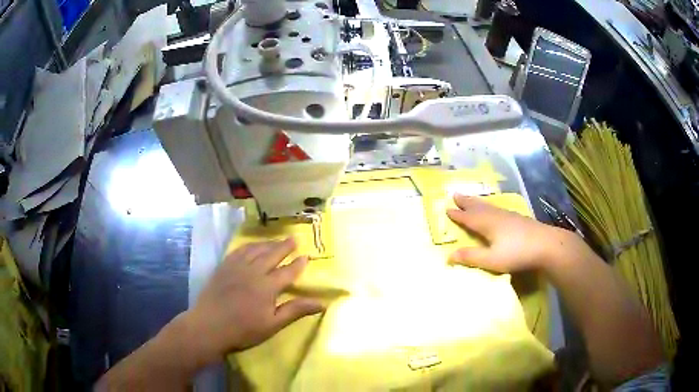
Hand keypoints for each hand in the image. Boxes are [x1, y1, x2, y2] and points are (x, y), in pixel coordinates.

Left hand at [185, 238, 322, 362]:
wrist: (209, 326)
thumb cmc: (243, 330)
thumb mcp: (272, 325)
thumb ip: (295, 310)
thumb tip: (321, 303)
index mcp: (267, 287)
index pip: (287, 272)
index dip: (298, 264)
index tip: (307, 256)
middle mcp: (253, 271)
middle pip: (272, 254)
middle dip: (284, 246)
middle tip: (294, 238)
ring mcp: (236, 267)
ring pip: (255, 249)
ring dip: (268, 243)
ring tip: (276, 240)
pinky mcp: (223, 267)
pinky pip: (238, 251)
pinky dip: (248, 246)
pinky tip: (251, 246)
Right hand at [446, 194, 572, 272]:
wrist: (547, 245)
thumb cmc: (517, 253)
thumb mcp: (492, 260)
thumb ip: (471, 257)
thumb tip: (448, 256)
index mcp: (488, 224)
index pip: (469, 218)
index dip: (458, 215)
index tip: (447, 209)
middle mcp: (496, 216)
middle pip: (478, 207)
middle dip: (466, 202)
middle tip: (455, 194)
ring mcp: (509, 216)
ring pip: (489, 206)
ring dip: (477, 202)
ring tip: (471, 199)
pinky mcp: (518, 219)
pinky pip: (497, 209)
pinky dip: (490, 207)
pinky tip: (495, 211)